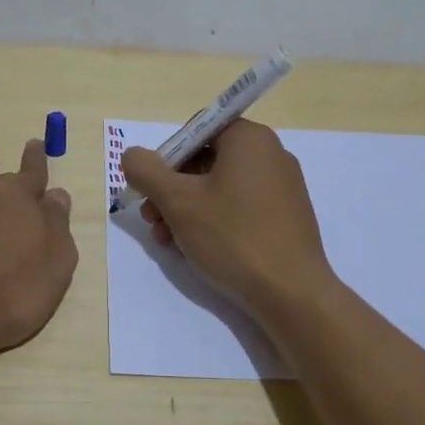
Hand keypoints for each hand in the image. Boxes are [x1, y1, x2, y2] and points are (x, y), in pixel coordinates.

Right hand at [120, 119, 335, 322]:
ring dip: (187, 210)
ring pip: (220, 188)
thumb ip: (146, 171)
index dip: (167, 157)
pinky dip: (214, 222)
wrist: (292, 293)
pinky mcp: (287, 217)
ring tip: (167, 241)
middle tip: (152, 219)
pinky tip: (194, 249)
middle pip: (206, 161)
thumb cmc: (232, 236)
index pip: (197, 131)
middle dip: (172, 190)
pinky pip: (241, 208)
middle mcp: (271, 154)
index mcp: (249, 138)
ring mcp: (283, 187)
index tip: (152, 188)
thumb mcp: (177, 201)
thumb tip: (132, 156)